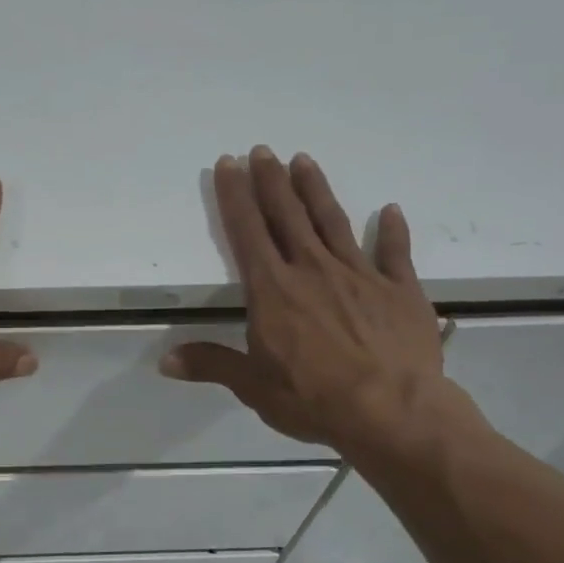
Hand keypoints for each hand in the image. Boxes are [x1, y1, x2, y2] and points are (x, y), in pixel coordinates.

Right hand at [161, 147, 460, 459]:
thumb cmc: (315, 399)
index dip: (235, 196)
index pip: (248, 232)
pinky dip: (393, 232)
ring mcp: (359, 275)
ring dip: (316, 190)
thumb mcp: (254, 387)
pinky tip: (391, 210)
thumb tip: (164, 361)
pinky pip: (395, 253)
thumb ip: (212, 364)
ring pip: (333, 222)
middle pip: (288, 215)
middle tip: (262, 150)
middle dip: (271, 181)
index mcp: (273, 290)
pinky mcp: (399, 290)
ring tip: (304, 160)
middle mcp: (312, 270)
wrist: (393, 412)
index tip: (228, 164)